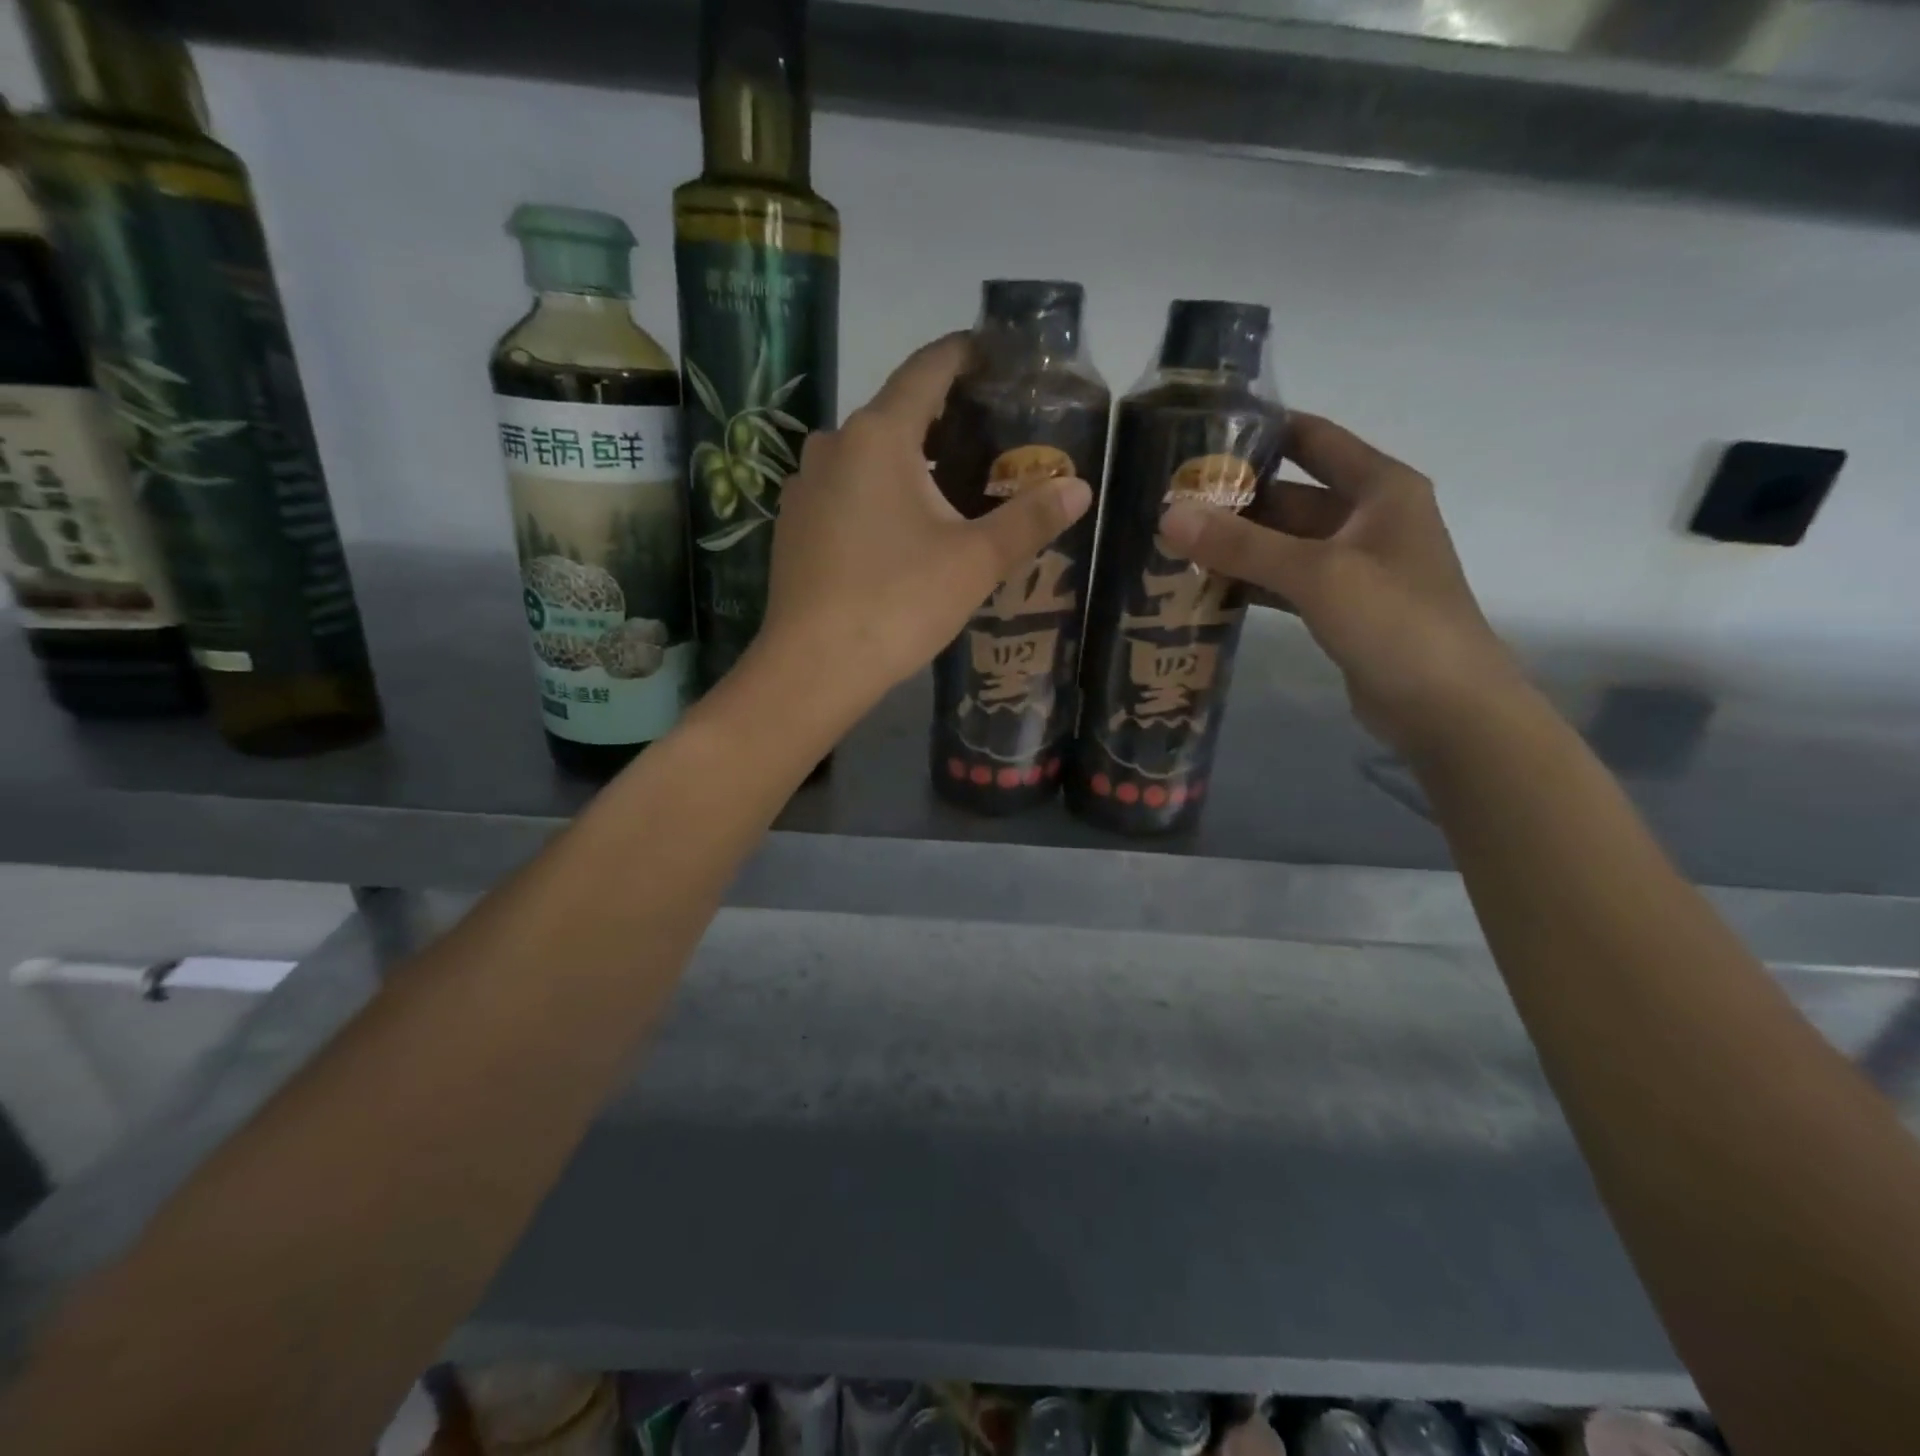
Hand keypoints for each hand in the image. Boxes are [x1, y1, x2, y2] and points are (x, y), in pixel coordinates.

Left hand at [752, 333, 1092, 712]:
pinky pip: (845, 490)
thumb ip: (1029, 520)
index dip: (964, 354)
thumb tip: (1080, 488)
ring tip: (952, 487)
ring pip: (867, 456)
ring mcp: (805, 486)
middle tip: (991, 438)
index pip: (927, 369)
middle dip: (943, 419)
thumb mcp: (975, 562)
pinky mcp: (793, 525)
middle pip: (896, 413)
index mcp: (878, 436)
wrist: (813, 668)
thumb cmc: (898, 603)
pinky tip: (900, 530)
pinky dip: (878, 493)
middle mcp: (833, 445)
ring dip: (909, 461)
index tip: (994, 354)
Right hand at [1157, 411, 1525, 759]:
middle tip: (1170, 505)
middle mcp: (1367, 518)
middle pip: (1290, 495)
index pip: (1313, 439)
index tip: (1199, 436)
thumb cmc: (1394, 621)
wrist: (1445, 707)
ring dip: (1236, 546)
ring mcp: (1353, 565)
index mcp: (1379, 488)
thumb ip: (1241, 544)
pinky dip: (1250, 582)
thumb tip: (1169, 513)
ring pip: (1283, 543)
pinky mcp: (1339, 607)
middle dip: (1234, 500)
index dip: (1261, 432)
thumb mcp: (1317, 573)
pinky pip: (1285, 582)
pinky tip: (1205, 588)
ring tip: (1174, 546)